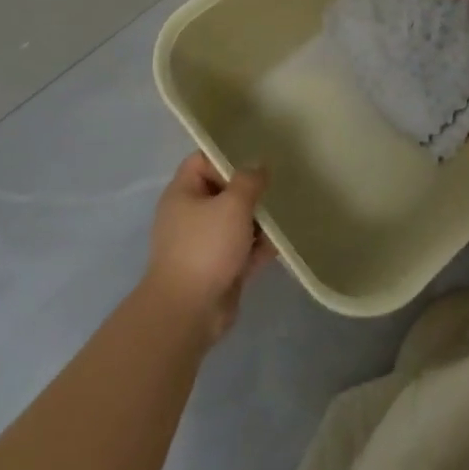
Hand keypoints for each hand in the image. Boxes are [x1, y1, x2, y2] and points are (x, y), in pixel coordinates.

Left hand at [142, 153, 275, 344]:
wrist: (188, 313)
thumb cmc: (206, 247)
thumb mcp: (232, 204)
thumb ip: (249, 180)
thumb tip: (258, 166)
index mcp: (183, 193)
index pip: (203, 160)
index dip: (227, 157)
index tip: (256, 161)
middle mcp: (190, 215)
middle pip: (223, 191)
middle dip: (251, 191)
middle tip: (278, 186)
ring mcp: (203, 244)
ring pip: (235, 222)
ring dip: (258, 220)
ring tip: (286, 213)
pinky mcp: (217, 268)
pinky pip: (241, 249)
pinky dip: (258, 247)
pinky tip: (281, 243)